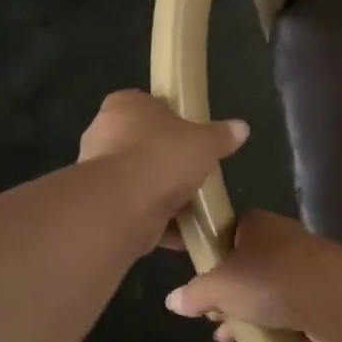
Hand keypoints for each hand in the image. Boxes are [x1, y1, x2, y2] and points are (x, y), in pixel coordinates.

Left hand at [77, 90, 247, 252]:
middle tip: (197, 174)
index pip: (150, 106)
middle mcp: (105, 134)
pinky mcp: (103, 206)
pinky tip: (184, 235)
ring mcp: (100, 173)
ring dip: (165, 196)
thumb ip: (221, 136)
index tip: (193, 139)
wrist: (123, 205)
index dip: (173, 122)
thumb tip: (242, 128)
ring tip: (195, 208)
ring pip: (140, 181)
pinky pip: (137, 211)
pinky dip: (158, 223)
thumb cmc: (162, 157)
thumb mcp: (204, 142)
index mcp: (125, 106)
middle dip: (169, 163)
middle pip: (145, 146)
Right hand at [164, 210, 341, 341]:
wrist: (338, 298)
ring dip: (247, 315)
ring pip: (265, 292)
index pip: (225, 235)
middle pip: (244, 267)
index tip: (197, 287)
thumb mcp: (221, 286)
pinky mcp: (320, 295)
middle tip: (212, 318)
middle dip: (226, 296)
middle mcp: (281, 240)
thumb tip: (172, 301)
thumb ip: (195, 293)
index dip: (209, 260)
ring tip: (229, 339)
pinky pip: (288, 311)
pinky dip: (272, 327)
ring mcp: (304, 268)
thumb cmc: (271, 280)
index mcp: (255, 224)